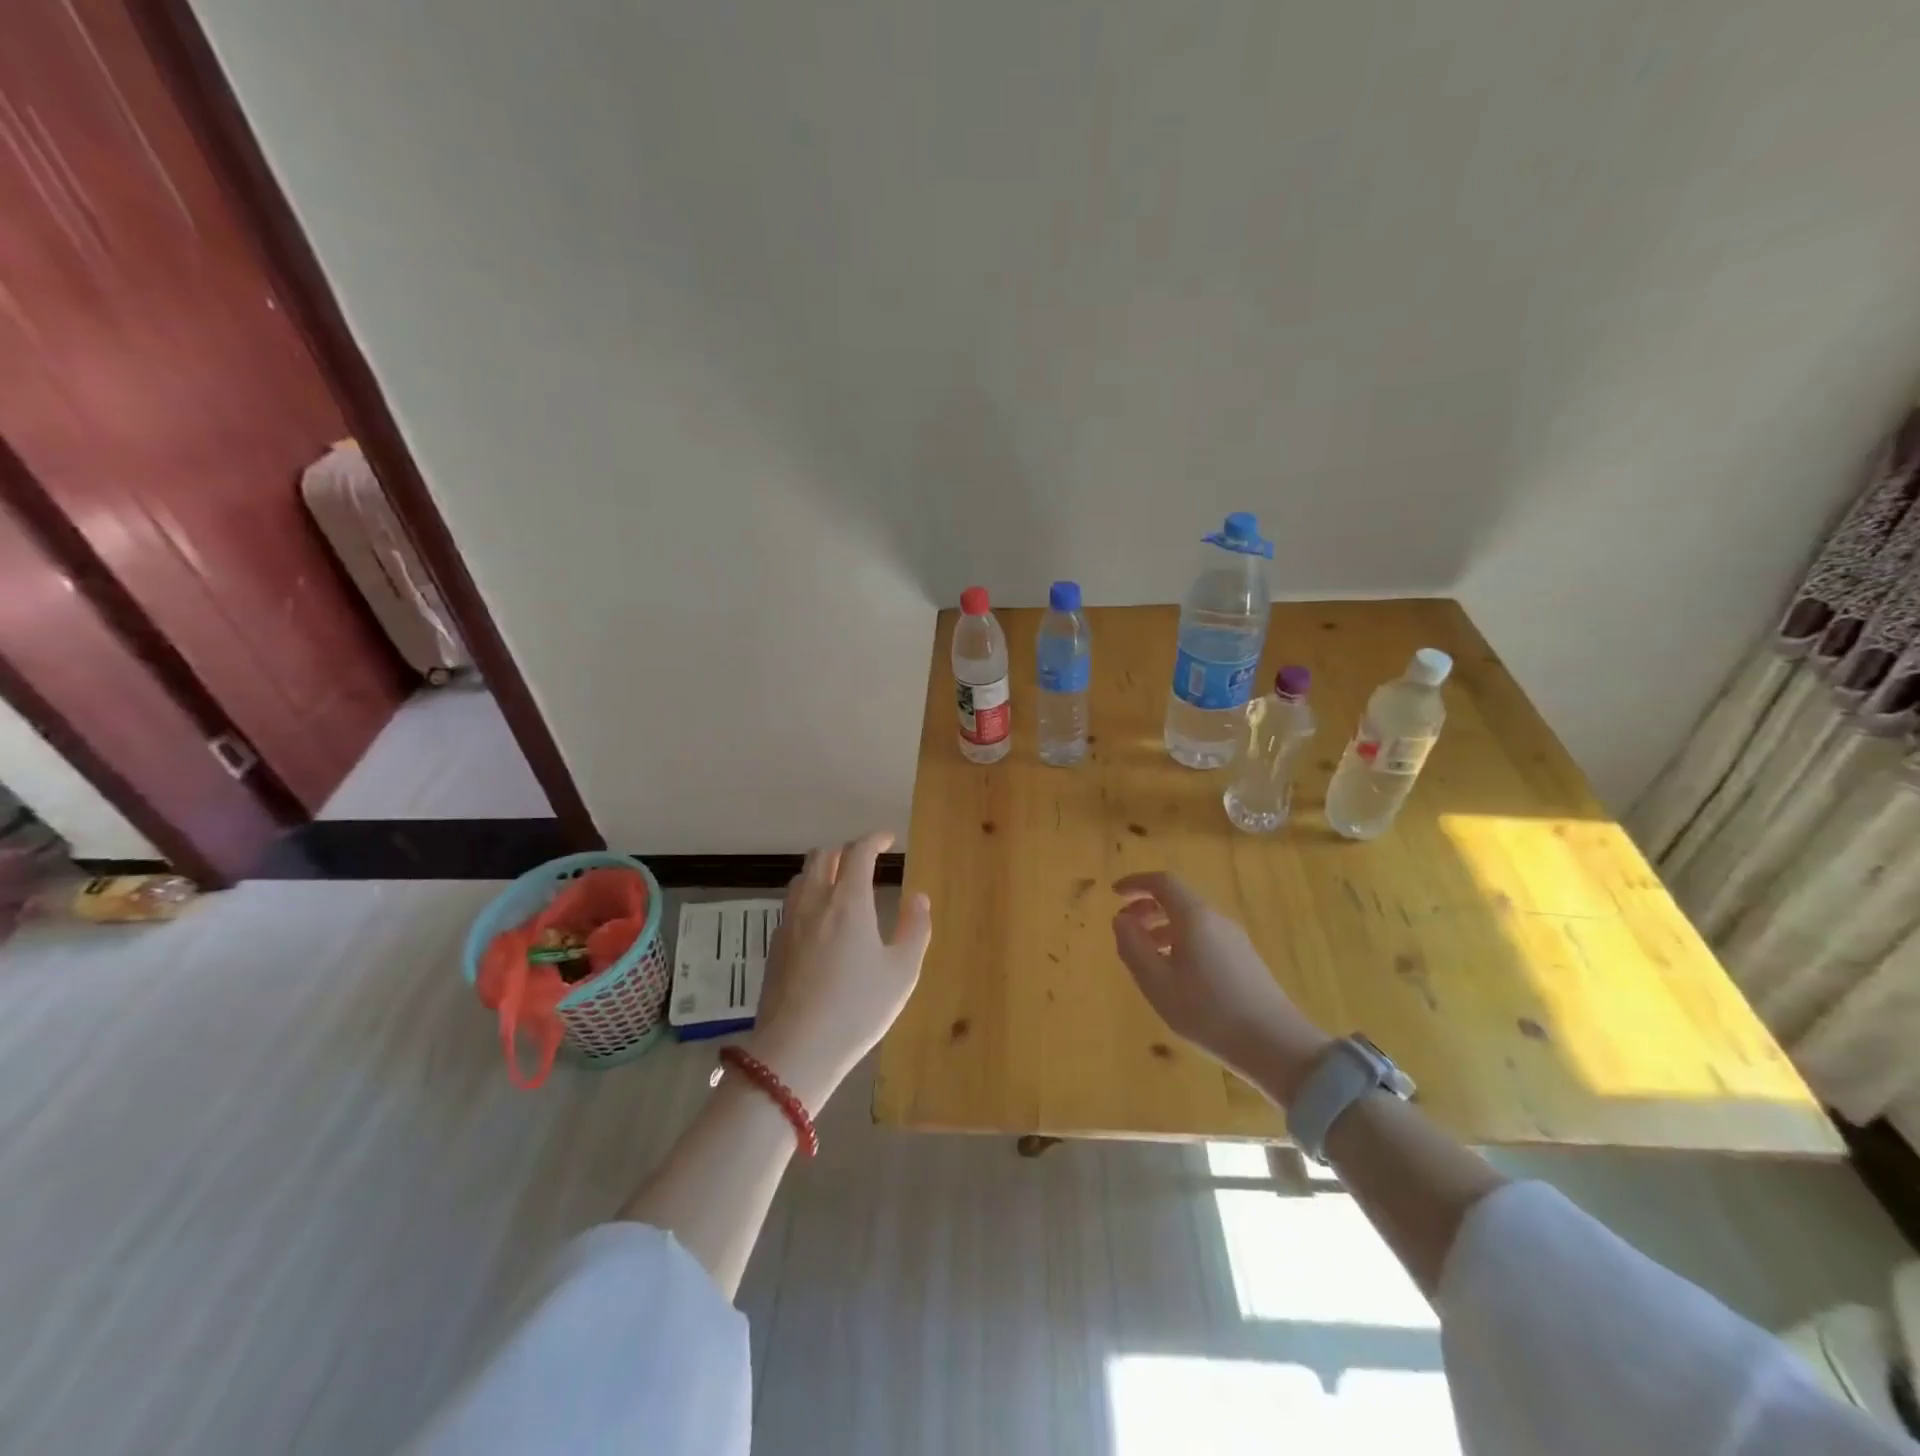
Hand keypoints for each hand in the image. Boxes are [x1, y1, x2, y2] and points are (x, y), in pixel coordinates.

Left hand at [746, 832, 932, 1110]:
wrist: (796, 1049)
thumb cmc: (858, 1008)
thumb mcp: (901, 972)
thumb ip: (914, 929)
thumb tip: (918, 898)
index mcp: (849, 901)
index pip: (858, 851)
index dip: (874, 839)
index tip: (887, 839)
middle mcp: (815, 901)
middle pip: (823, 856)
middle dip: (846, 850)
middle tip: (864, 861)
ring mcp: (789, 922)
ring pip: (802, 878)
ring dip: (822, 870)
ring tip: (840, 886)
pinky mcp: (775, 945)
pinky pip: (791, 905)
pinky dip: (808, 898)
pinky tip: (819, 922)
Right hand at [1111, 871, 1330, 1100]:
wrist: (1276, 1046)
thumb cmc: (1208, 1012)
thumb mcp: (1157, 983)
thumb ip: (1133, 947)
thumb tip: (1121, 919)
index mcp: (1195, 917)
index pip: (1163, 882)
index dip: (1137, 882)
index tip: (1115, 893)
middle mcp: (1217, 920)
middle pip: (1179, 899)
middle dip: (1148, 906)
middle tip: (1126, 926)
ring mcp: (1235, 940)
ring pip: (1192, 921)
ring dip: (1163, 927)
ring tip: (1145, 955)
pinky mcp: (1245, 960)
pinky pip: (1205, 937)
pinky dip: (1181, 942)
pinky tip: (1175, 974)